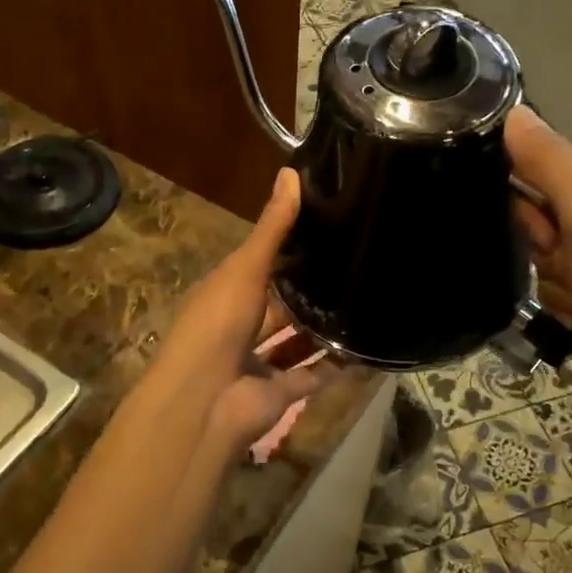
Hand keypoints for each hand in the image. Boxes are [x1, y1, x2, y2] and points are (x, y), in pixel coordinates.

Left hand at [148, 169, 334, 458]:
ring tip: (363, 301)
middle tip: (354, 264)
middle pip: (279, 305)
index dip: (287, 249)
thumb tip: (292, 171)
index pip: (259, 266)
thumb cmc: (218, 324)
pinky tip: (365, 346)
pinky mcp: (280, 392)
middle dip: (307, 291)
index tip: (325, 229)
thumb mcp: (246, 268)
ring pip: (296, 341)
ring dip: (322, 328)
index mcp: (225, 293)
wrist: (207, 400)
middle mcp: (240, 326)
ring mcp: (259, 362)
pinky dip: (335, 365)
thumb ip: (272, 227)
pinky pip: (312, 375)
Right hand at [505, 108, 571, 391]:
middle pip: (552, 204)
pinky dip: (570, 288)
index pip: (551, 166)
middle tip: (571, 267)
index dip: (539, 206)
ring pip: (556, 240)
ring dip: (556, 270)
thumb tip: (513, 113)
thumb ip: (547, 161)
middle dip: (549, 244)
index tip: (552, 239)